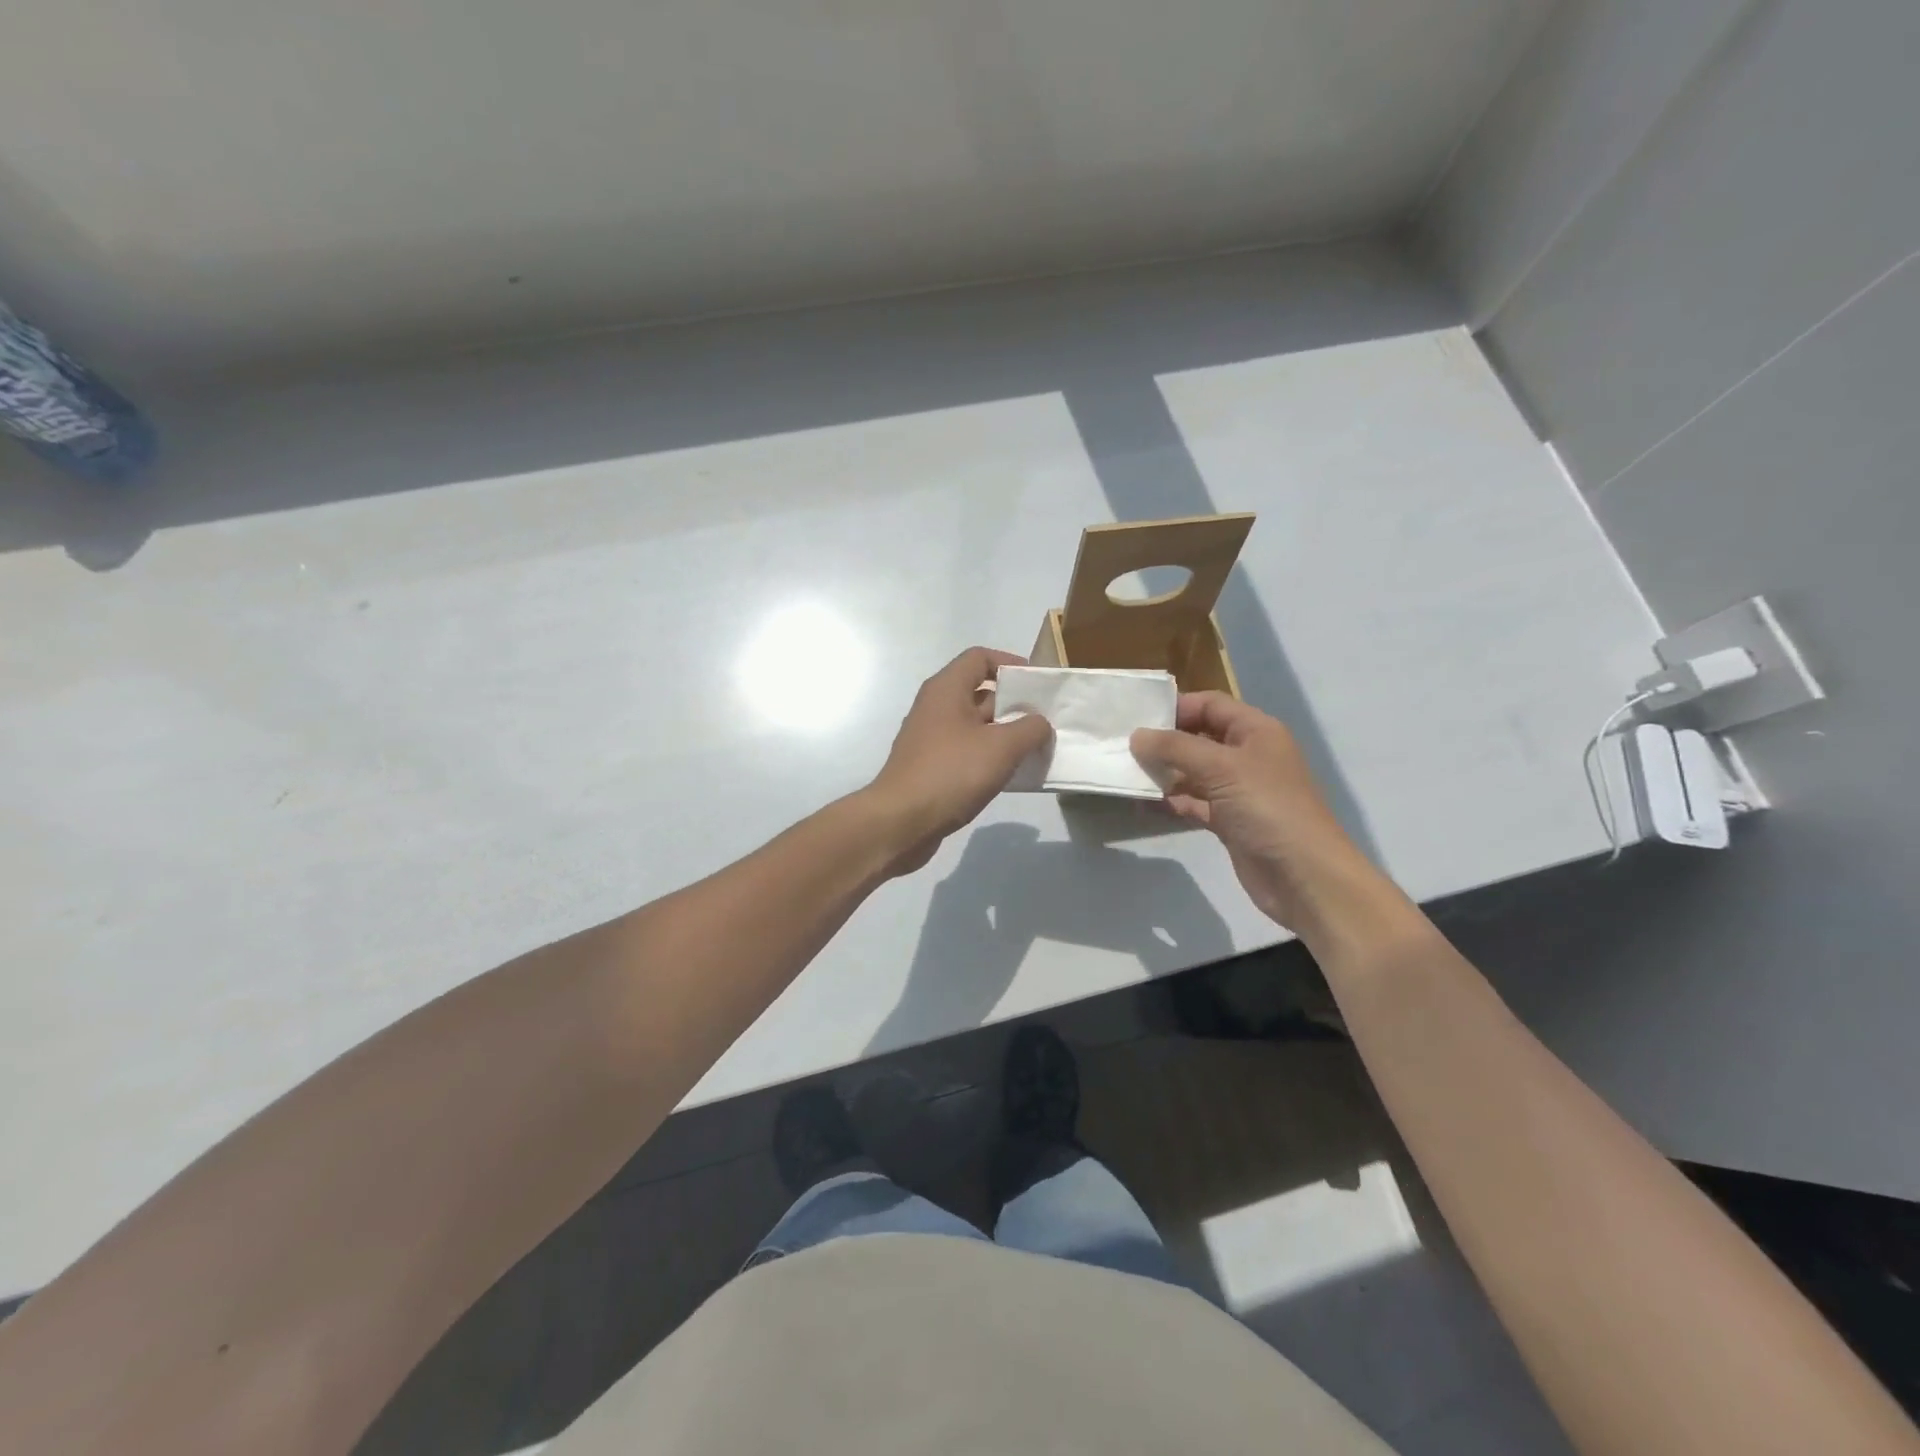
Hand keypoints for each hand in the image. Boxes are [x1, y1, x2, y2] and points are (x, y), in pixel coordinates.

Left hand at [868, 647, 1052, 874]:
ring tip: (1035, 749)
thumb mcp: (1002, 747)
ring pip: (975, 725)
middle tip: (1045, 721)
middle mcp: (935, 707)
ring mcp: (931, 738)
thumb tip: (1040, 724)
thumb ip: (1030, 729)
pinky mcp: (931, 766)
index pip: (980, 657)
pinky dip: (989, 756)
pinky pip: (966, 750)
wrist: (901, 822)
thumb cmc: (951, 773)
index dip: (1010, 664)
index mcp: (946, 689)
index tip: (1037, 685)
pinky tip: (1011, 774)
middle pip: (980, 692)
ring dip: (1005, 733)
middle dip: (1014, 704)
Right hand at [1131, 693, 1395, 935]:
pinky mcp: (1230, 821)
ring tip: (1126, 773)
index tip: (1136, 717)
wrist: (1304, 876)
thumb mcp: (1221, 768)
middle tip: (1123, 745)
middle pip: (1199, 737)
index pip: (1211, 705)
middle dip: (1165, 741)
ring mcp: (1239, 791)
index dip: (1176, 707)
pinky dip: (1171, 801)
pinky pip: (1194, 802)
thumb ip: (1176, 748)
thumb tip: (1137, 736)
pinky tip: (1143, 803)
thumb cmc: (1268, 808)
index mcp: (1256, 731)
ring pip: (1193, 772)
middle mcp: (1248, 755)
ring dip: (1164, 772)